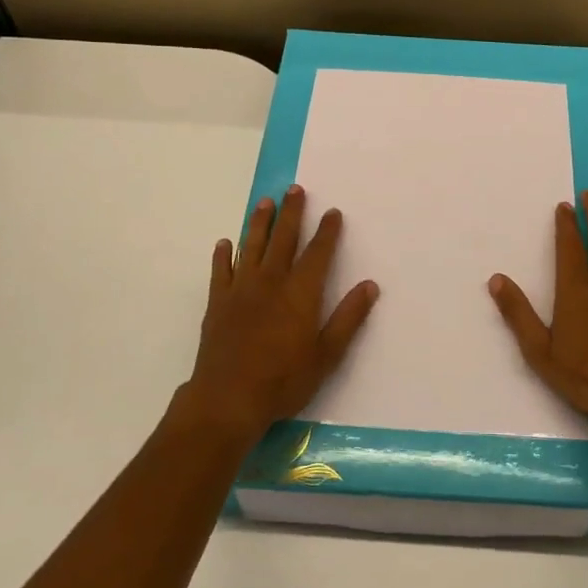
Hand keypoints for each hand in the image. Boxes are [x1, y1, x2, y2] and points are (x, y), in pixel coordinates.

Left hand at [178, 184, 378, 444]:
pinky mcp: (217, 302)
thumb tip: (370, 286)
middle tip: (295, 189)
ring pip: (252, 246)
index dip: (327, 231)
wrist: (228, 398)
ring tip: (265, 202)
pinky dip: (223, 255)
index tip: (333, 212)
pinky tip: (225, 243)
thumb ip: (348, 318)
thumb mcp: (326, 355)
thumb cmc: (283, 380)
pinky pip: (220, 270)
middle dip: (292, 213)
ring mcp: (240, 290)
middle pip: (283, 239)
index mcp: (300, 293)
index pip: (318, 253)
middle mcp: (271, 282)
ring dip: (259, 223)